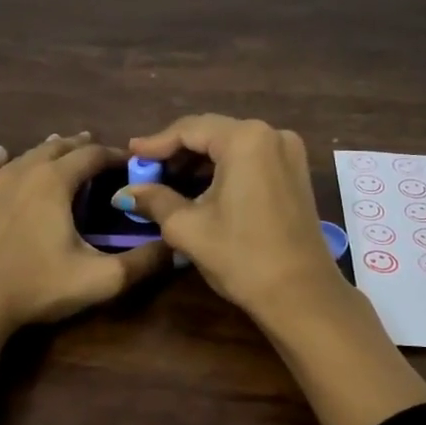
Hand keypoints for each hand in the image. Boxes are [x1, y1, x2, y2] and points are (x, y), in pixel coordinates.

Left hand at [0, 133, 170, 424]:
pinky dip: (0, 160)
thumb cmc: (35, 288)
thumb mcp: (98, 280)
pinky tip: (1, 156)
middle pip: (56, 148)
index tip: (128, 162)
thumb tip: (174, 247)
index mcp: (55, 182)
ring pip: (22, 155)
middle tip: (94, 150)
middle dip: (79, 147)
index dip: (114, 156)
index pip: (92, 156)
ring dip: (44, 151)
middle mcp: (21, 171)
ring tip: (57, 149)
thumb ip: (141, 262)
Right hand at [121, 115, 343, 324]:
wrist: (301, 294)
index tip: (131, 154)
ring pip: (232, 146)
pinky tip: (201, 188)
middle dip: (177, 151)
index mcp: (245, 139)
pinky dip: (224, 169)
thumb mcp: (188, 227)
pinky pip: (251, 159)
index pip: (189, 129)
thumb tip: (124, 193)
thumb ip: (155, 200)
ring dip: (200, 161)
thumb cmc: (241, 256)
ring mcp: (288, 153)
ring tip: (168, 181)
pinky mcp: (296, 172)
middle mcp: (271, 134)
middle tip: (146, 169)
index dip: (156, 142)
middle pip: (212, 133)